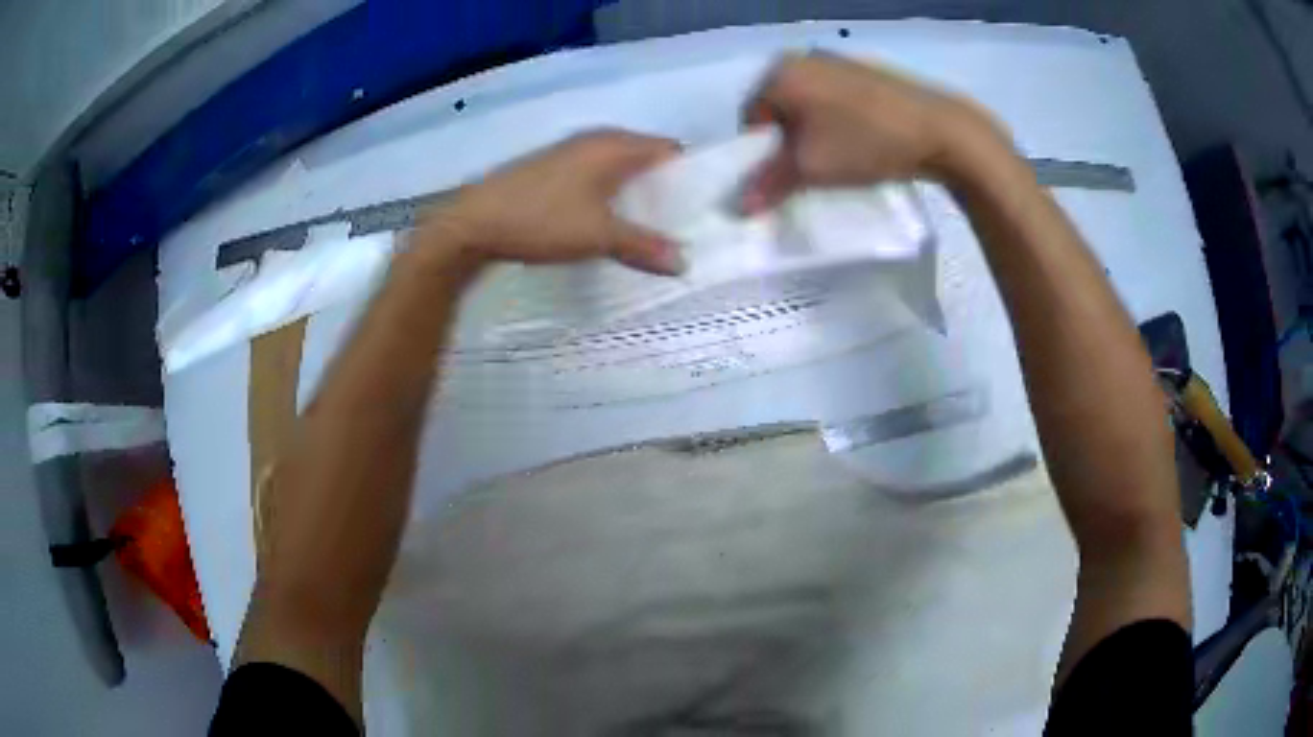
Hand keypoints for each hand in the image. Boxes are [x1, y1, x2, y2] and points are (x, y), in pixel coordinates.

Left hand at [420, 129, 685, 275]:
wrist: (472, 223)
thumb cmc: (542, 219)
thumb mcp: (598, 236)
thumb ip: (644, 246)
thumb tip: (684, 263)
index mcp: (614, 146)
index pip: (670, 149)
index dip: (691, 174)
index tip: (704, 206)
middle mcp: (595, 141)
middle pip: (646, 158)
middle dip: (666, 188)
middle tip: (682, 224)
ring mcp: (571, 153)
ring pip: (620, 169)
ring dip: (637, 194)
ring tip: (652, 228)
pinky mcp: (552, 170)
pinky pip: (597, 177)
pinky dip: (612, 196)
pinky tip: (610, 223)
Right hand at [740, 53, 1011, 212]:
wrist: (940, 131)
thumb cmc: (864, 143)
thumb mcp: (810, 168)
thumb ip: (769, 184)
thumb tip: (741, 207)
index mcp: (780, 72)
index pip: (751, 117)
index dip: (762, 152)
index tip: (786, 175)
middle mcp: (803, 57)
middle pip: (779, 108)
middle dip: (788, 141)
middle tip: (811, 168)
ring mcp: (838, 61)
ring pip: (808, 104)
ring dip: (814, 132)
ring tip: (840, 156)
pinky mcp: (866, 71)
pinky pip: (835, 99)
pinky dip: (838, 121)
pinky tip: (861, 140)